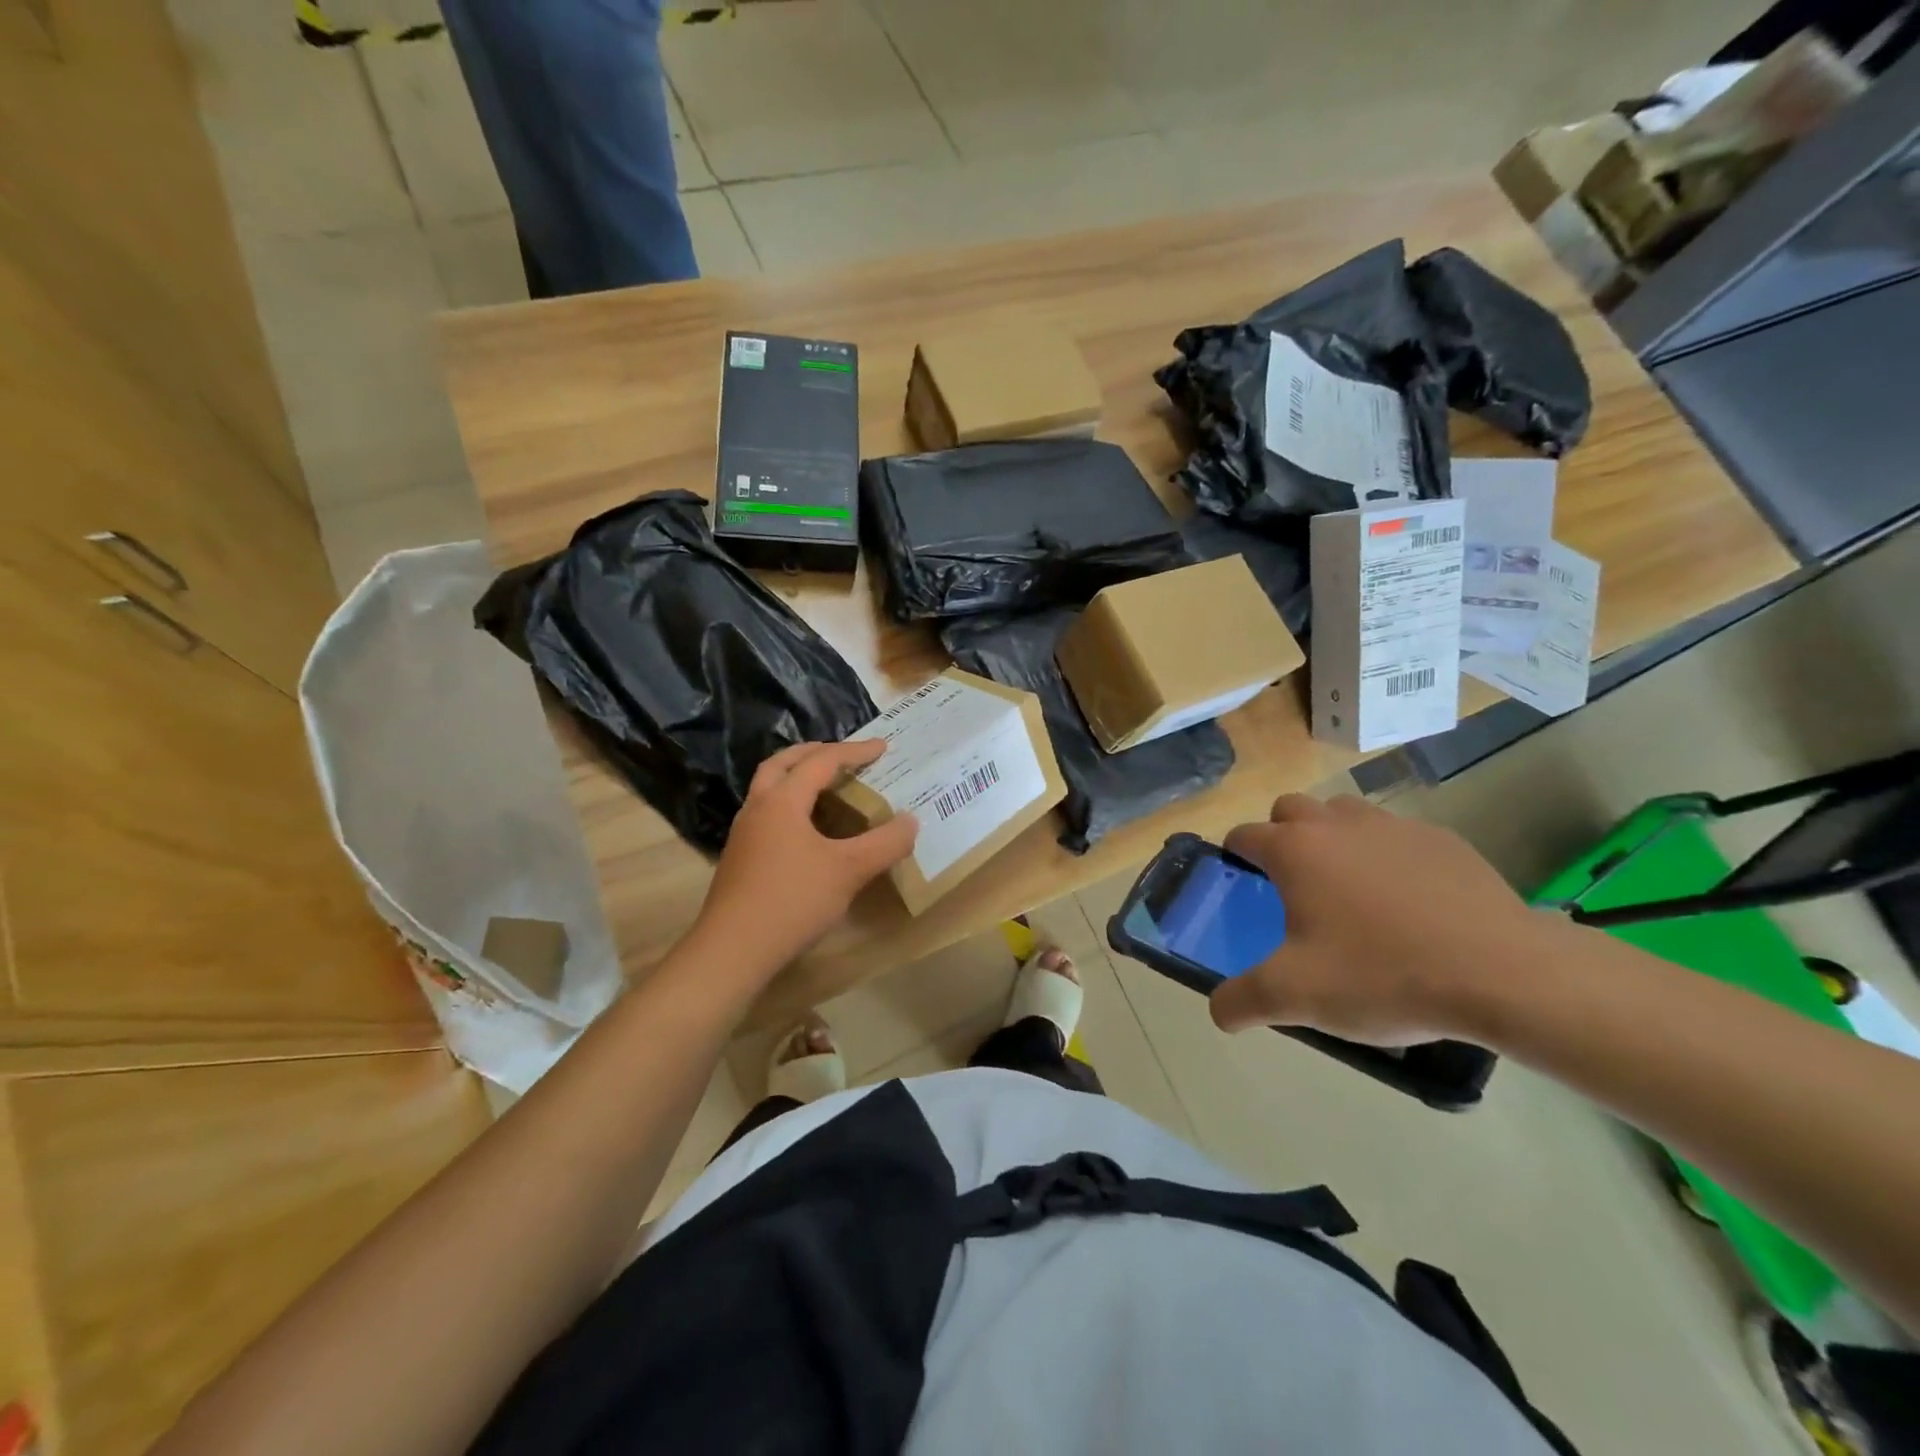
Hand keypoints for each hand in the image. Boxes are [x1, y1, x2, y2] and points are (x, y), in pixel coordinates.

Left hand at [691, 740, 917, 974]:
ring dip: (797, 778)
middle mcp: (758, 808)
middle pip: (782, 764)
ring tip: (827, 787)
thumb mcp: (849, 870)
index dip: (854, 752)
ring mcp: (744, 835)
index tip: (883, 747)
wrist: (732, 951)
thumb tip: (911, 821)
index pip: (821, 762)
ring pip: (769, 789)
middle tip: (843, 755)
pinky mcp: (740, 859)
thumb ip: (885, 843)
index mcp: (782, 801)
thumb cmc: (792, 901)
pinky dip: (791, 805)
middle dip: (814, 753)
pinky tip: (808, 831)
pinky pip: (768, 814)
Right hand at [1208, 794, 1554, 1045]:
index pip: (1243, 835)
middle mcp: (1336, 824)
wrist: (1504, 973)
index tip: (1241, 884)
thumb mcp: (1297, 997)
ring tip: (1348, 887)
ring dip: (1332, 836)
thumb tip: (1218, 1011)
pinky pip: (1396, 834)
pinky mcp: (1442, 840)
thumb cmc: (1383, 975)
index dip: (1234, 856)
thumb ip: (1243, 1001)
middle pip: (1290, 808)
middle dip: (1281, 835)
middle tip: (1293, 885)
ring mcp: (1393, 826)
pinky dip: (1386, 854)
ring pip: (1344, 813)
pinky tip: (1408, 901)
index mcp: (1294, 850)